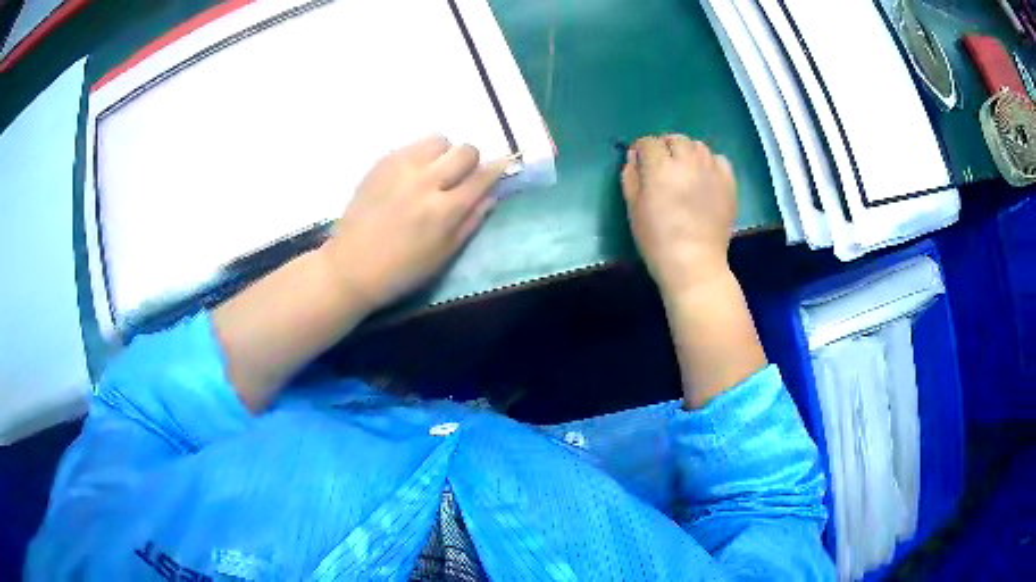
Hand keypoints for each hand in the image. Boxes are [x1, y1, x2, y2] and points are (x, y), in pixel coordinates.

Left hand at [323, 135, 507, 309]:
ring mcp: (400, 168)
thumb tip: (492, 195)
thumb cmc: (401, 270)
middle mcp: (426, 182)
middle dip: (471, 160)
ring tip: (433, 172)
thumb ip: (471, 222)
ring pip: (438, 140)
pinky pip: (412, 146)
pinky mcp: (381, 163)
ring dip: (444, 153)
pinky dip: (419, 157)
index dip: (497, 169)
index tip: (501, 166)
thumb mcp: (444, 255)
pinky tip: (409, 177)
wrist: (350, 266)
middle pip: (465, 150)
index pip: (482, 177)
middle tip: (461, 175)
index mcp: (444, 210)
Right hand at [621, 134, 736, 293]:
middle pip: (675, 139)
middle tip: (662, 165)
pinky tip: (704, 177)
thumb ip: (631, 178)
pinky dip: (709, 162)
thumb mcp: (633, 210)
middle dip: (665, 147)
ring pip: (698, 146)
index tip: (639, 161)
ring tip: (684, 170)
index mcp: (660, 169)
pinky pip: (719, 159)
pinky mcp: (729, 183)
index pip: (648, 142)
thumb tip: (634, 158)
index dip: (641, 149)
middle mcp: (687, 162)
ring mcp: (711, 171)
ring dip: (687, 152)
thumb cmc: (658, 241)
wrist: (694, 264)